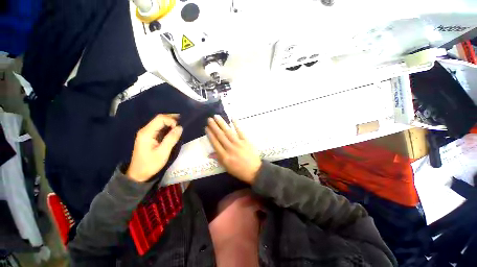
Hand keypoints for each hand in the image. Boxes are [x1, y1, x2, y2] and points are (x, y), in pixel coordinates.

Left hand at [126, 114, 182, 181]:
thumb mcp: (163, 153)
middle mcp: (145, 130)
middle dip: (172, 120)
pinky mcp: (149, 136)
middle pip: (160, 118)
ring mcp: (147, 133)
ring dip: (171, 123)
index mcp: (147, 133)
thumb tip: (180, 127)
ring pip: (160, 122)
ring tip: (180, 128)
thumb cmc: (150, 164)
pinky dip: (168, 128)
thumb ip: (171, 139)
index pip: (160, 119)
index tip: (179, 129)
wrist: (138, 174)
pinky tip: (174, 131)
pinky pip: (160, 128)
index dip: (172, 120)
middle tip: (183, 125)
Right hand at [206, 115, 261, 183]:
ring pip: (228, 132)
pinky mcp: (246, 141)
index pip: (215, 143)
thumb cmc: (240, 171)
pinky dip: (236, 124)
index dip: (210, 135)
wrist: (255, 171)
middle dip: (214, 127)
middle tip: (209, 119)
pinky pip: (240, 131)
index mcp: (224, 157)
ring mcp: (238, 144)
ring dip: (222, 123)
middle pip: (220, 136)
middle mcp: (230, 149)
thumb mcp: (227, 168)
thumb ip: (219, 159)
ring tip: (216, 116)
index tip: (206, 128)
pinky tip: (232, 118)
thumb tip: (210, 153)